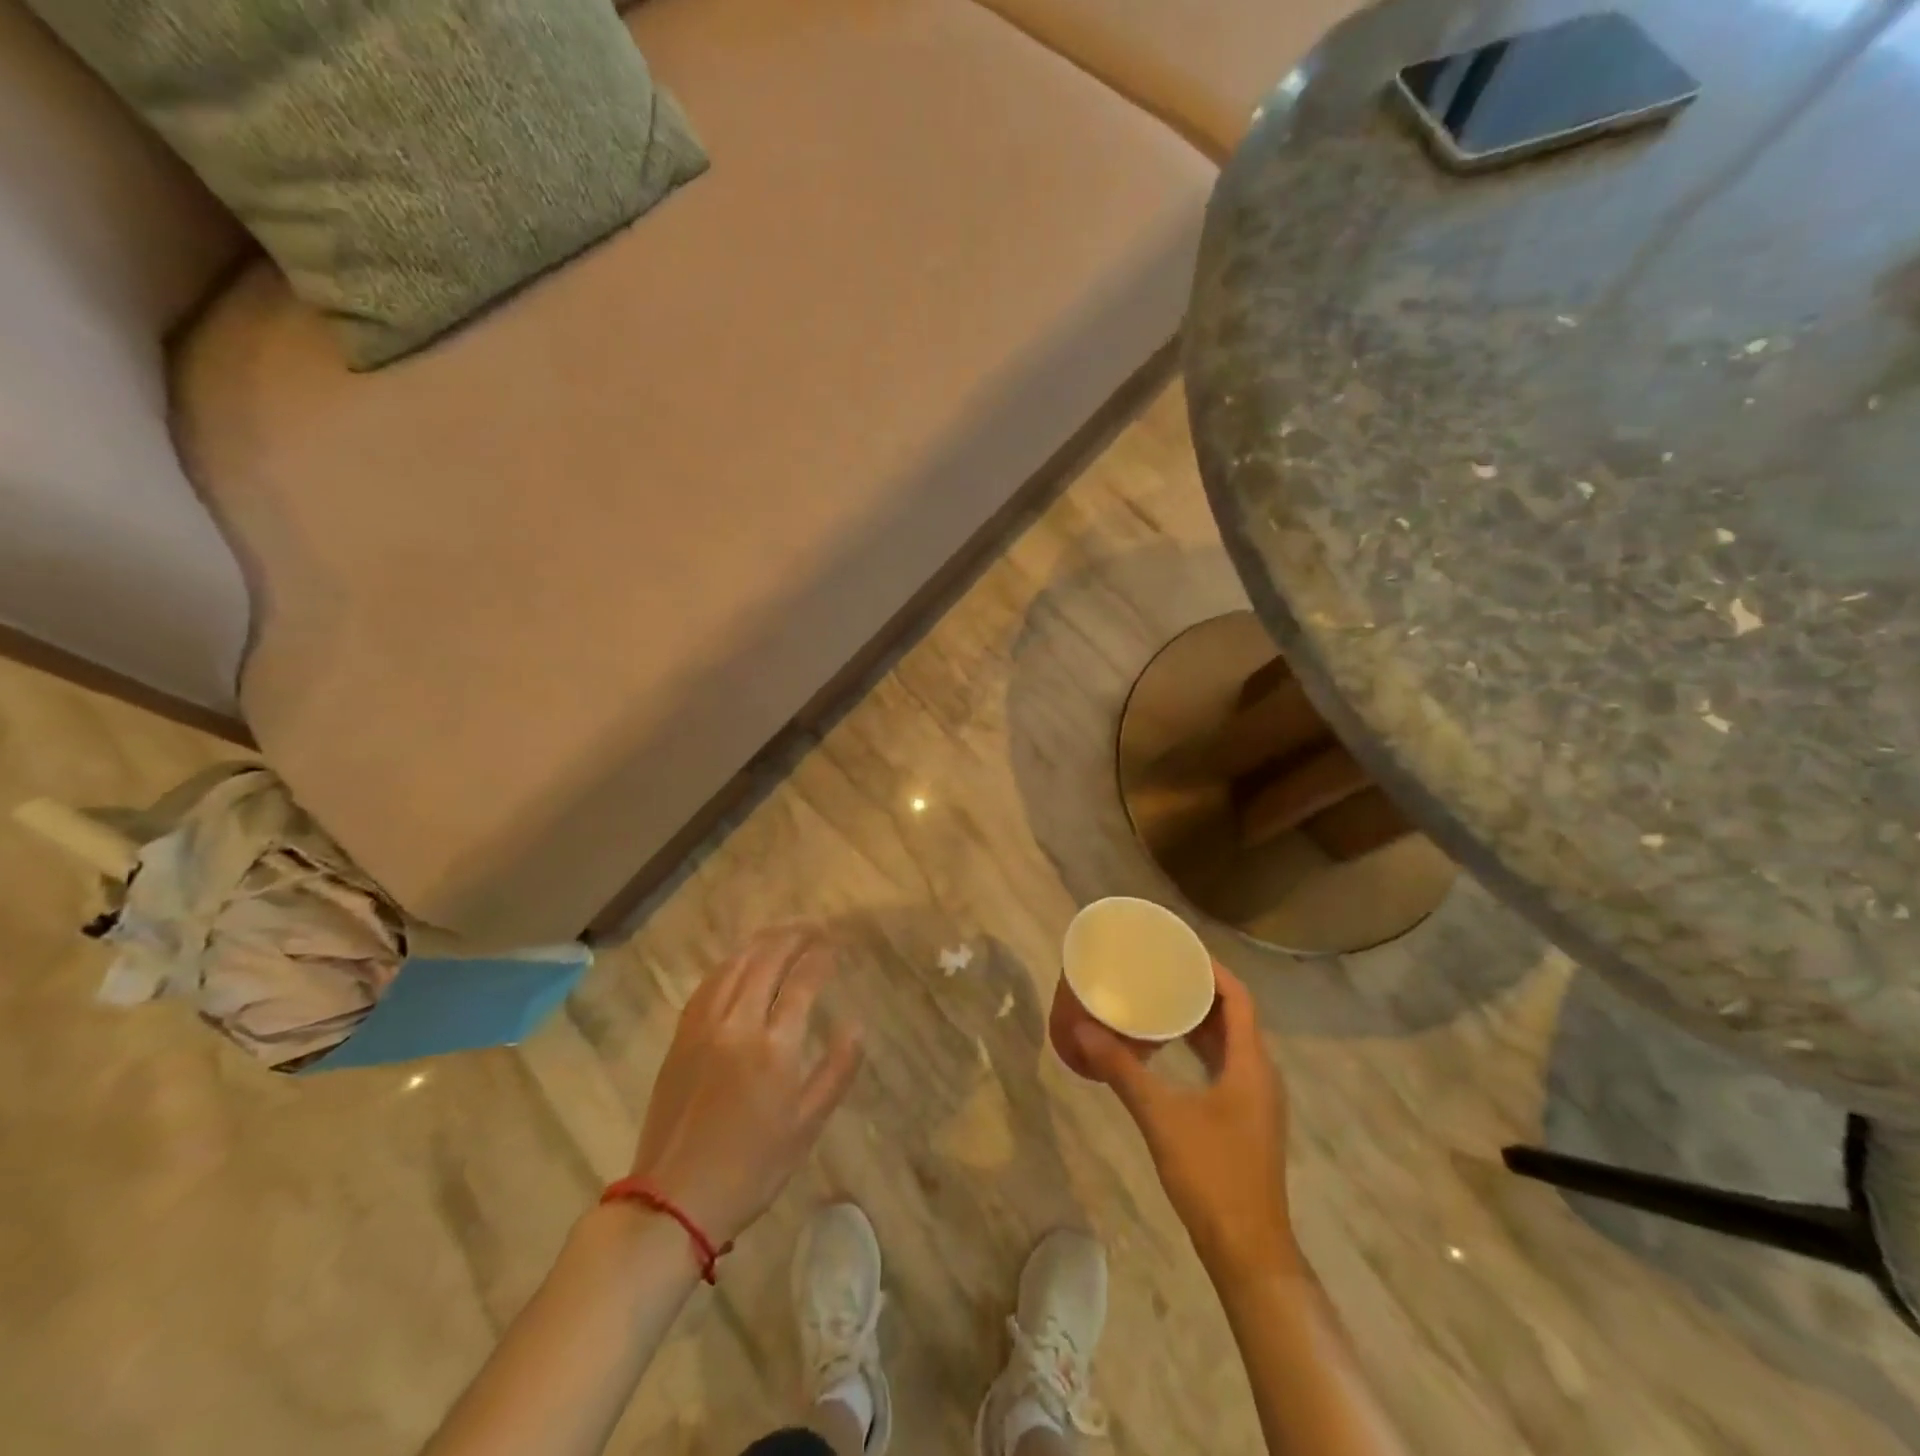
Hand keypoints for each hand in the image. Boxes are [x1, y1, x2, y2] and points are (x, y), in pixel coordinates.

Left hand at [629, 927, 862, 1246]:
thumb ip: (836, 1069)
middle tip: (814, 926)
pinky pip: (707, 984)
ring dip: (761, 942)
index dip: (821, 958)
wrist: (674, 1199)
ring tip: (781, 931)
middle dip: (793, 937)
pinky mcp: (681, 1037)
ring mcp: (704, 1027)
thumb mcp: (807, 1126)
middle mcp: (738, 1025)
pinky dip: (729, 962)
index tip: (835, 945)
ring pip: (734, 966)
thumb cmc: (752, 1168)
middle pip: (767, 962)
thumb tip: (856, 1024)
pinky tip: (739, 959)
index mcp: (774, 1048)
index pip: (802, 983)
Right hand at [1076, 963, 1295, 1273]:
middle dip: (1201, 988)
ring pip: (1232, 1041)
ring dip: (1201, 1018)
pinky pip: (1226, 1063)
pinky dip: (1202, 1046)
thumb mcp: (1161, 1117)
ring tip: (1161, 998)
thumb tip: (1083, 1030)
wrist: (1248, 1251)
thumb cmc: (1211, 1176)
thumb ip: (1122, 1071)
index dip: (1213, 969)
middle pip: (1235, 1015)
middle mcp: (1260, 1073)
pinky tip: (1171, 1049)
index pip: (1239, 998)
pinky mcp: (1246, 1118)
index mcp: (1250, 1064)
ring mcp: (1256, 1098)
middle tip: (1162, 968)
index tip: (1179, 950)